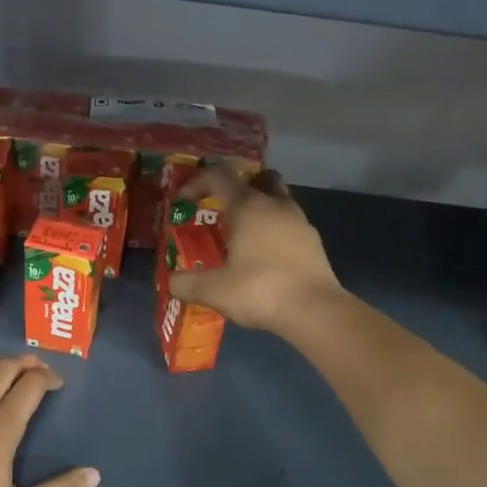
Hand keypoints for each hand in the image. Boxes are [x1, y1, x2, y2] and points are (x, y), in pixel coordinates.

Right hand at [169, 165, 342, 335]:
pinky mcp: (314, 243)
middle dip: (239, 188)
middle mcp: (276, 205)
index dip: (197, 182)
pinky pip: (290, 225)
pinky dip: (275, 232)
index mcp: (248, 206)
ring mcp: (300, 222)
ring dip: (260, 211)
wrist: (315, 310)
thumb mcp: (214, 290)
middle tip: (223, 210)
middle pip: (258, 179)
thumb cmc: (260, 290)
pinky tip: (265, 258)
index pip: (219, 176)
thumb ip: (187, 284)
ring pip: (278, 201)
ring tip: (243, 238)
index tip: (183, 201)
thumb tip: (171, 282)